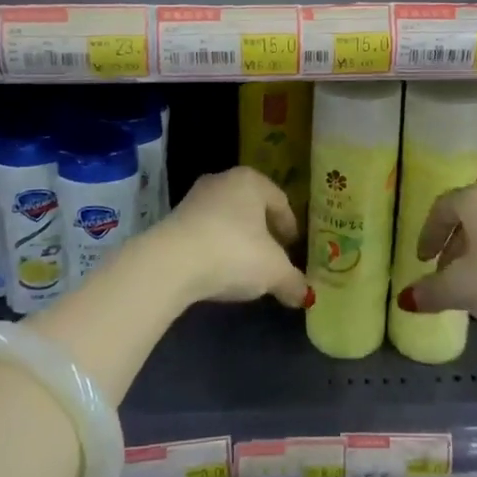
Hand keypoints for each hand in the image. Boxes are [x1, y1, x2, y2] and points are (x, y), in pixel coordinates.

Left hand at [152, 166, 309, 309]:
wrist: (171, 263)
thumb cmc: (234, 253)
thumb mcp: (274, 271)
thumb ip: (293, 281)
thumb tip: (305, 295)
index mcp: (251, 181)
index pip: (279, 200)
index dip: (289, 226)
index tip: (293, 247)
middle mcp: (222, 180)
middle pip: (251, 207)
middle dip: (263, 231)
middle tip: (272, 256)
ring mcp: (194, 198)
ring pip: (226, 219)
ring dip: (237, 240)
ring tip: (245, 267)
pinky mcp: (173, 220)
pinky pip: (205, 232)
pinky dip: (215, 248)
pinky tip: (218, 270)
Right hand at [396, 182, 476, 329]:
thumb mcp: (462, 289)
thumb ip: (431, 291)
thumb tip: (404, 298)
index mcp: (473, 198)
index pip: (441, 208)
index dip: (427, 235)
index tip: (422, 261)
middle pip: (468, 217)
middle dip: (453, 246)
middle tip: (445, 274)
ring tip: (475, 285)